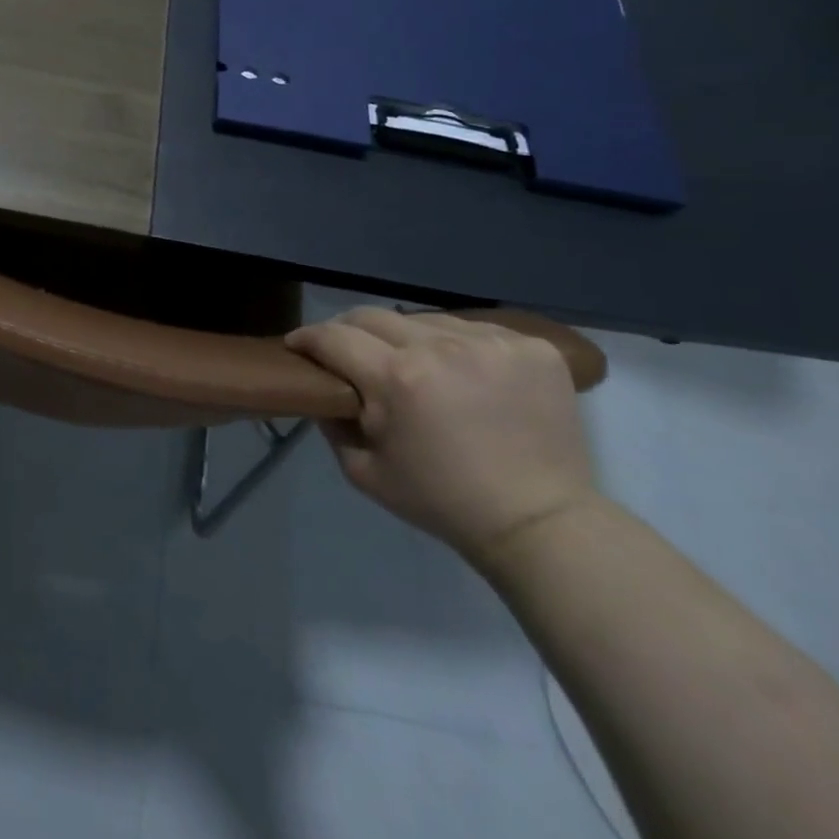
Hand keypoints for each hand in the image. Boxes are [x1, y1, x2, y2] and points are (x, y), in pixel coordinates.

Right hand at [286, 307, 596, 567]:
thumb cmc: (443, 501)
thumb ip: (332, 424)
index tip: (298, 345)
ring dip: (406, 337)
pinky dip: (455, 344)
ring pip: (424, 319)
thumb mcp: (364, 472)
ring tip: (412, 364)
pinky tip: (461, 371)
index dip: (307, 338)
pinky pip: (473, 329)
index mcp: (396, 378)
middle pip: (374, 316)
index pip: (333, 337)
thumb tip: (325, 390)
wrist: (540, 522)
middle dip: (350, 331)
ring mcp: (491, 342)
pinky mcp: (530, 347)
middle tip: (348, 353)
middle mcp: (441, 347)